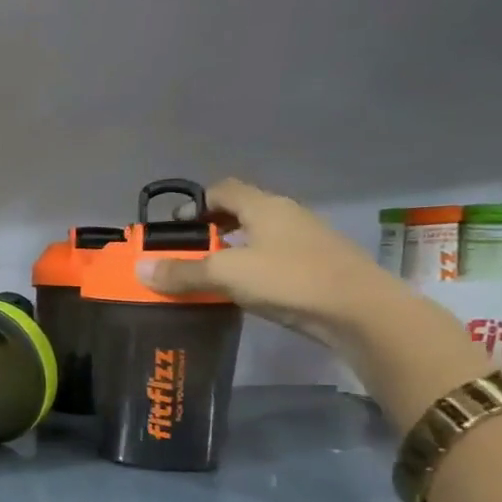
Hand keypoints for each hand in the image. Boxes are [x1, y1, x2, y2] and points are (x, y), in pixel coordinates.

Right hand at [135, 177, 409, 350]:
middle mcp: (286, 215)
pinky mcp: (316, 266)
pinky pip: (273, 258)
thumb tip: (140, 269)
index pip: (222, 189)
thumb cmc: (289, 279)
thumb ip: (182, 272)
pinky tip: (241, 291)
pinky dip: (251, 268)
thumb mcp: (226, 274)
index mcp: (264, 206)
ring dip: (231, 250)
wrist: (361, 312)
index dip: (195, 204)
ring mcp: (305, 241)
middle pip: (240, 212)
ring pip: (257, 236)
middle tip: (186, 254)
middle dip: (210, 229)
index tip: (175, 228)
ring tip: (208, 275)